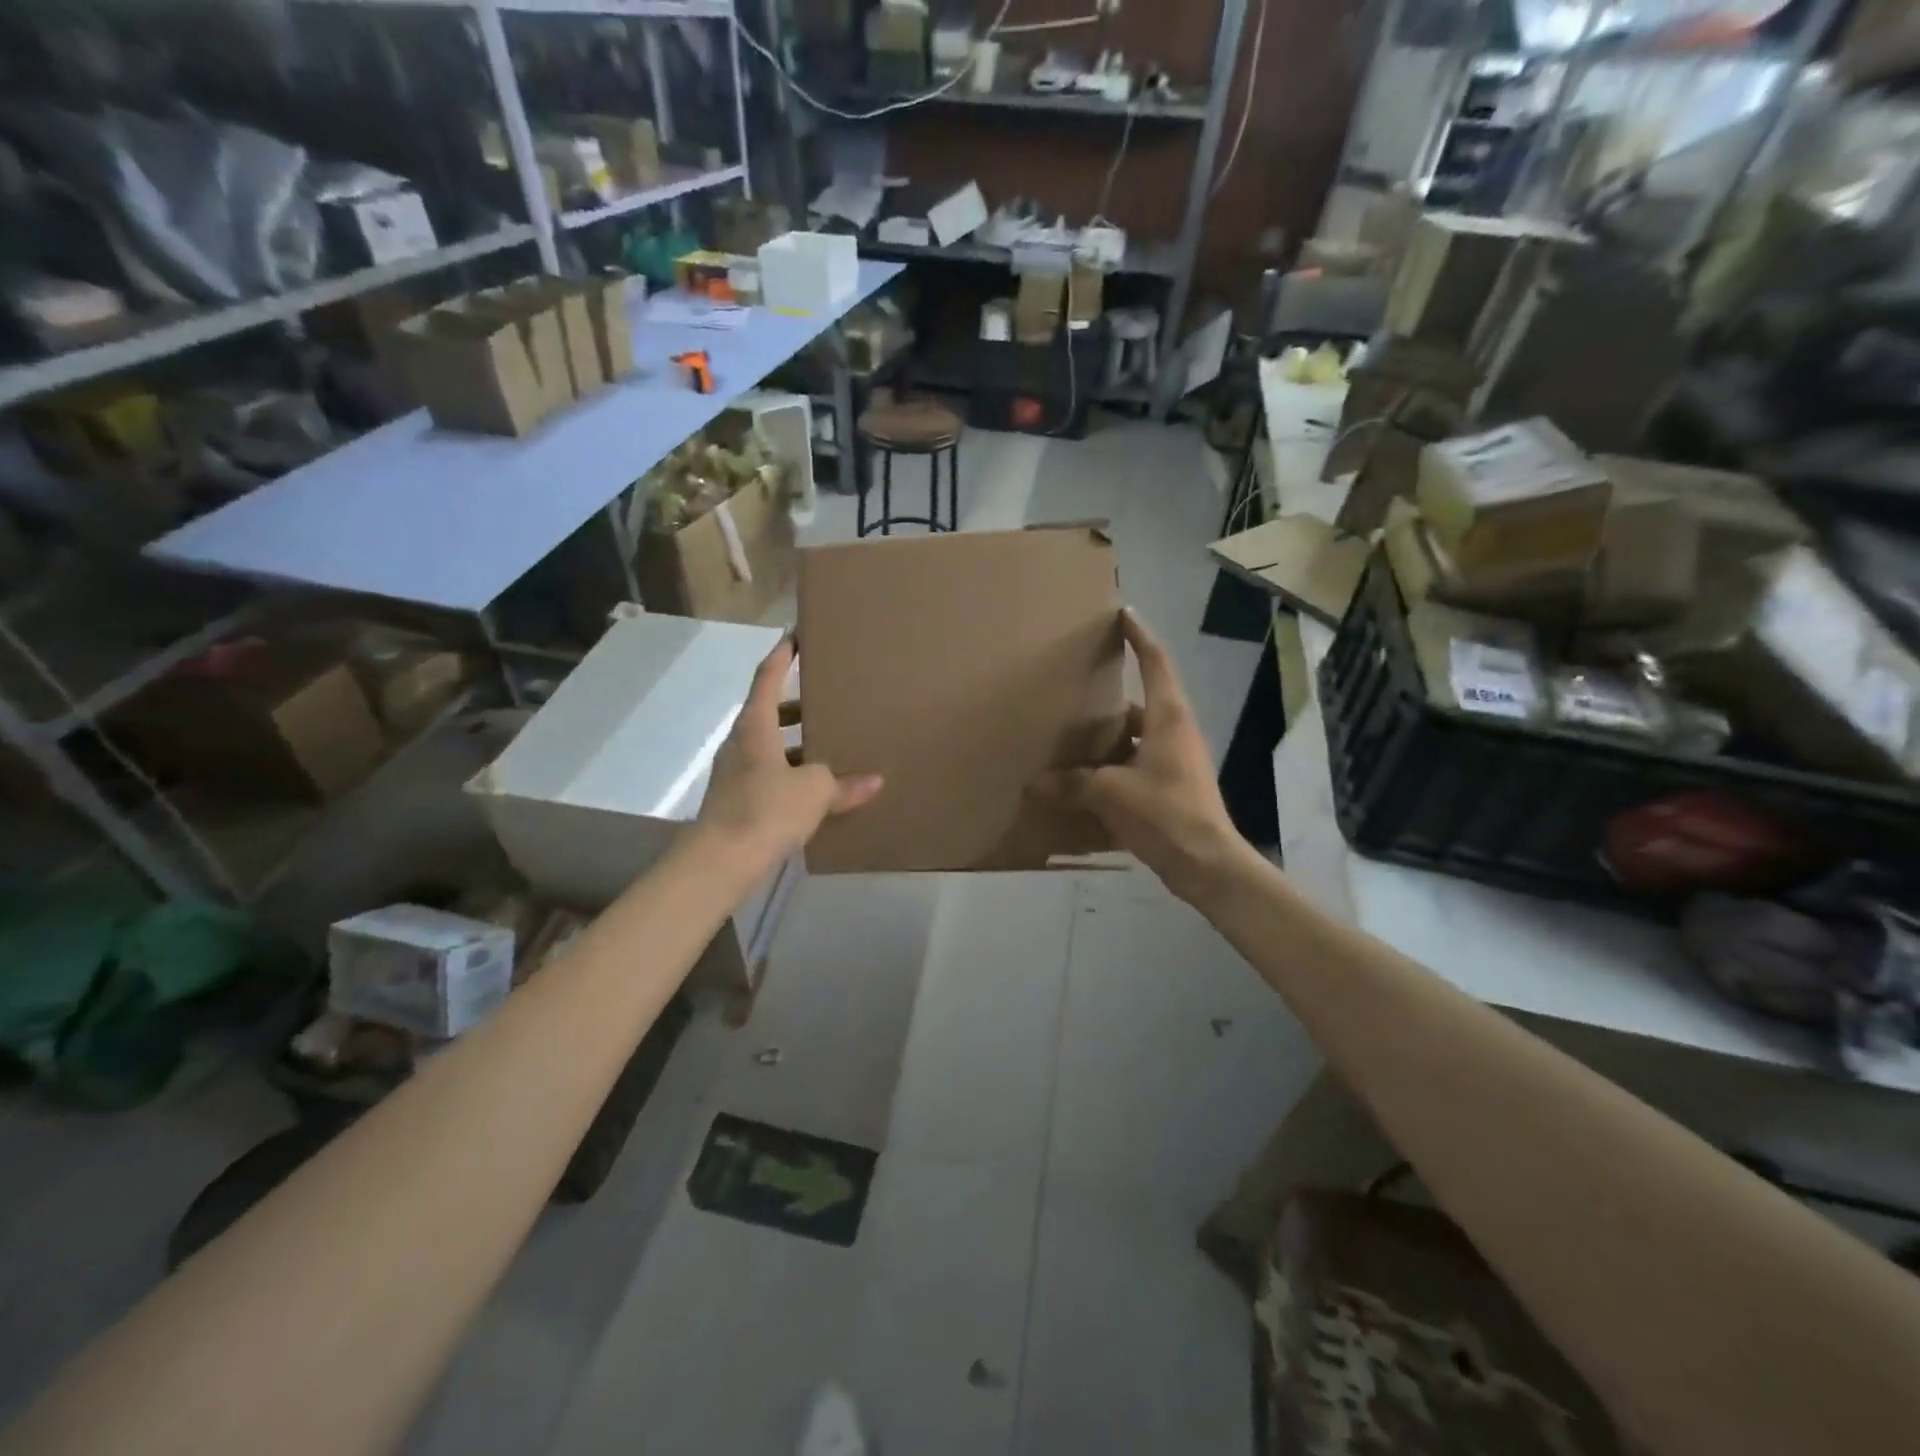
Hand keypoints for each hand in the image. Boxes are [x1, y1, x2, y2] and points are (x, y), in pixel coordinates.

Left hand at [698, 637, 883, 862]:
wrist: (720, 862)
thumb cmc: (766, 810)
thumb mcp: (814, 792)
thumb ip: (843, 783)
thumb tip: (874, 781)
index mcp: (755, 727)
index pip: (767, 678)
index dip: (781, 656)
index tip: (795, 637)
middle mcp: (741, 743)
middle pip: (768, 713)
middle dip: (797, 706)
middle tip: (829, 703)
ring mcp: (736, 773)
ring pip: (770, 747)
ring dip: (796, 744)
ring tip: (830, 748)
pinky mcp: (737, 801)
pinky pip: (769, 775)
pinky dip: (791, 774)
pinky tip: (815, 791)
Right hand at [1032, 611, 1252, 904]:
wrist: (1206, 863)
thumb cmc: (1165, 813)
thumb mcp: (1110, 793)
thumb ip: (1071, 784)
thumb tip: (1035, 784)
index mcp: (1168, 717)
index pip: (1155, 662)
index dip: (1139, 636)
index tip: (1123, 614)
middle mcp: (1175, 732)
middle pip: (1145, 699)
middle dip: (1115, 689)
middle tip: (1081, 681)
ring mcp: (1177, 761)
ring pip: (1139, 735)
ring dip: (1112, 732)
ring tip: (1075, 731)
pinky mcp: (1172, 788)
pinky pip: (1138, 763)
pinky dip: (1115, 764)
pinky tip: (1087, 778)